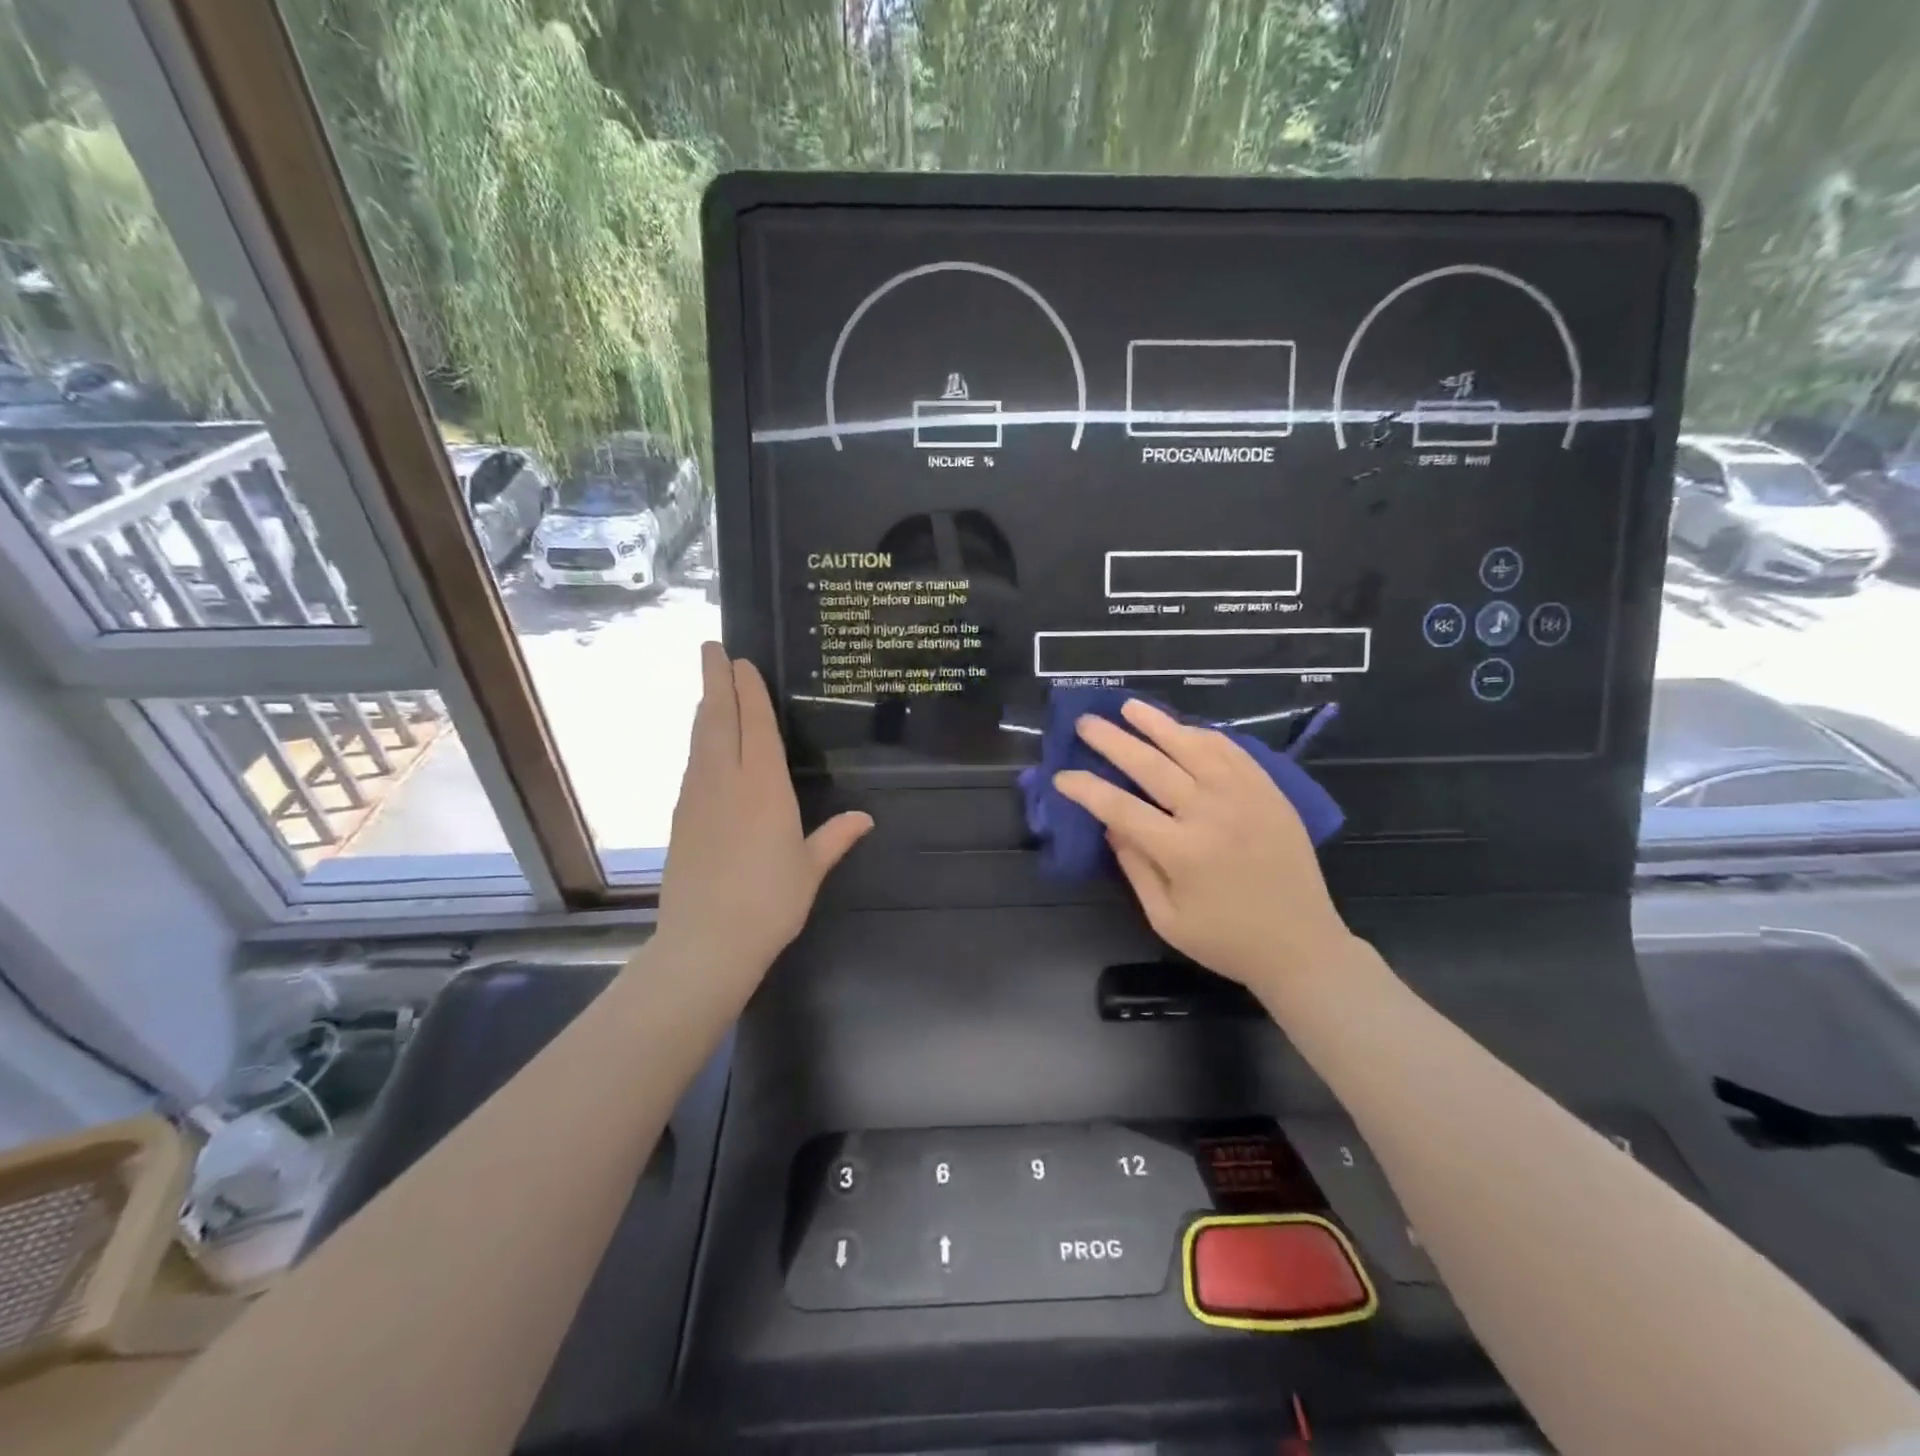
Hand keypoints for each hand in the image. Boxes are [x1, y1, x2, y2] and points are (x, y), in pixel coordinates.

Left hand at [654, 644, 871, 977]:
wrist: (706, 942)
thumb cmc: (770, 902)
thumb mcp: (810, 868)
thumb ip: (835, 837)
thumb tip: (866, 817)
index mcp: (764, 786)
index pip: (755, 724)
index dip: (748, 690)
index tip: (740, 660)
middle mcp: (726, 781)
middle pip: (718, 719)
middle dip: (715, 680)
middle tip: (710, 648)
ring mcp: (697, 797)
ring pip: (700, 740)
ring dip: (706, 709)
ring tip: (711, 690)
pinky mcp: (680, 818)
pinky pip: (692, 766)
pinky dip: (699, 743)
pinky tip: (704, 747)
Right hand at [1054, 698, 1355, 993]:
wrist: (1302, 945)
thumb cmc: (1226, 941)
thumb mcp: (1166, 917)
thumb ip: (1135, 866)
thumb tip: (1110, 823)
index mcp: (1182, 852)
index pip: (1120, 807)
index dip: (1086, 789)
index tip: (1062, 776)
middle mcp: (1211, 814)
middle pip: (1151, 766)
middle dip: (1112, 741)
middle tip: (1085, 723)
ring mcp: (1244, 796)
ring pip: (1192, 746)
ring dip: (1156, 723)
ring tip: (1128, 707)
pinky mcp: (1269, 791)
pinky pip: (1231, 751)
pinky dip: (1202, 735)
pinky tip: (1181, 728)